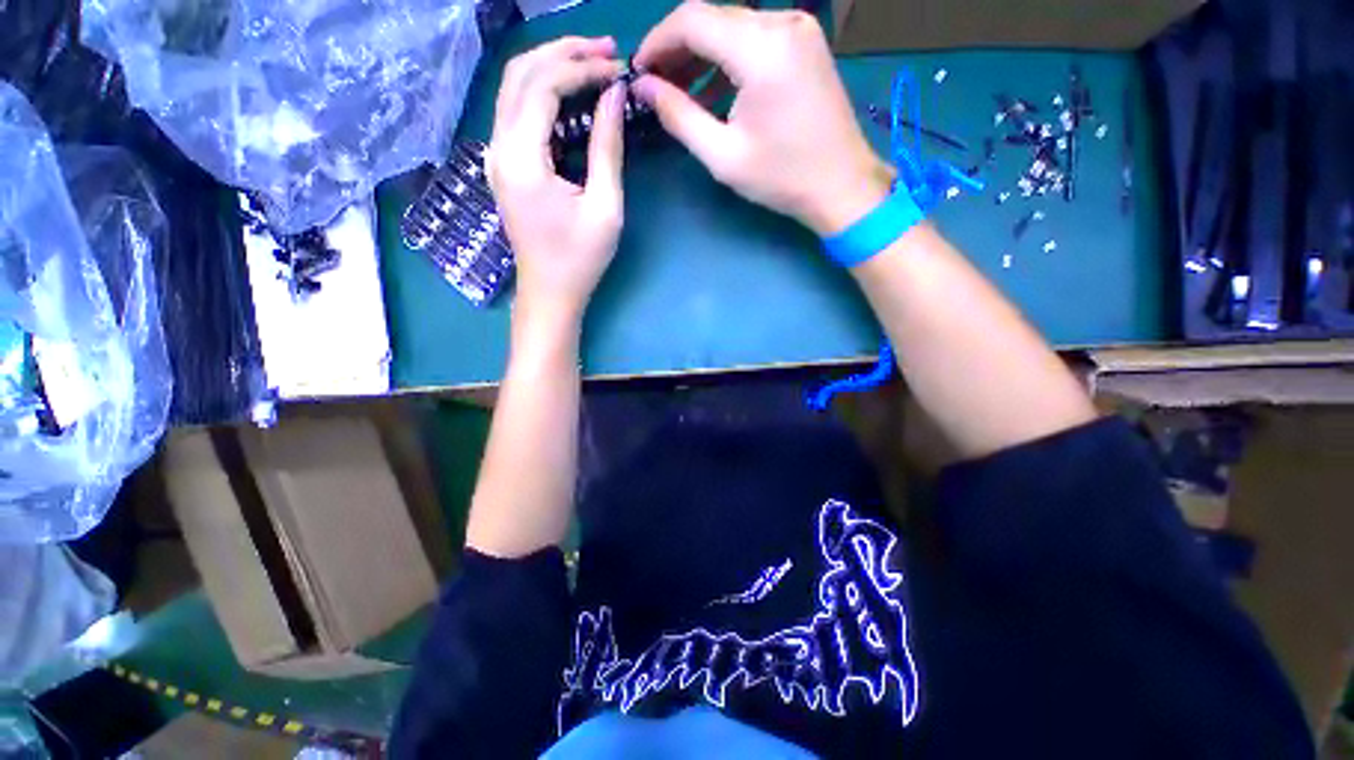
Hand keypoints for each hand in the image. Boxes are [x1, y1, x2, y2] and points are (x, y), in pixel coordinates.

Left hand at [488, 37, 625, 335]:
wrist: (549, 293)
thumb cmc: (581, 260)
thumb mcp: (605, 208)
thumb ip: (607, 148)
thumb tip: (613, 95)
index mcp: (521, 159)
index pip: (542, 85)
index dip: (581, 68)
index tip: (617, 68)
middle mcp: (499, 148)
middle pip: (520, 74)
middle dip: (563, 53)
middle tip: (606, 50)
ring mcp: (496, 155)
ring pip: (514, 88)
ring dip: (551, 67)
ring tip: (592, 63)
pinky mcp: (504, 165)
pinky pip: (517, 112)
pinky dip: (543, 93)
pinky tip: (571, 94)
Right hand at [633, 2, 891, 236]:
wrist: (841, 184)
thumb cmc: (782, 178)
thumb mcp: (722, 155)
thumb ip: (678, 115)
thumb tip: (643, 86)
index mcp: (761, 50)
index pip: (692, 20)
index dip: (658, 41)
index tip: (640, 72)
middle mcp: (781, 24)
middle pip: (712, 18)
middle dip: (678, 50)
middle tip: (657, 87)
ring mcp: (798, 29)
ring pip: (732, 26)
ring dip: (702, 55)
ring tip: (681, 94)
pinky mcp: (805, 42)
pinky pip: (755, 37)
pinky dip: (728, 59)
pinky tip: (715, 91)